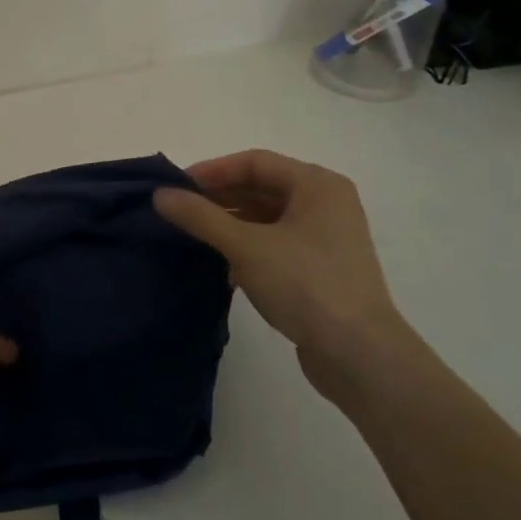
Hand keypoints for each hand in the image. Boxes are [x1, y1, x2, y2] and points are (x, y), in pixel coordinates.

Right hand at [154, 149, 414, 401]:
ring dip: (229, 224)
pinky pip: (275, 244)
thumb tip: (160, 194)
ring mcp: (326, 239)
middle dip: (218, 198)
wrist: (360, 357)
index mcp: (317, 185)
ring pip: (266, 218)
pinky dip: (246, 247)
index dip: (212, 171)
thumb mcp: (246, 246)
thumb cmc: (306, 284)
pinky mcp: (321, 270)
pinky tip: (220, 264)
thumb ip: (200, 216)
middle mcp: (326, 204)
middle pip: (261, 188)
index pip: (254, 162)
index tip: (176, 187)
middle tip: (178, 212)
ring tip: (192, 236)